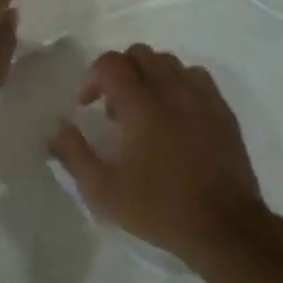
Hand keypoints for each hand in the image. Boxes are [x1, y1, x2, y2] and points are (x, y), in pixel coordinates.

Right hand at [48, 44, 273, 263]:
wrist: (225, 228)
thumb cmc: (159, 209)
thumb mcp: (104, 191)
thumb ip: (74, 154)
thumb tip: (57, 128)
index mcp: (141, 106)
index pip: (112, 63)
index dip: (93, 77)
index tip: (87, 105)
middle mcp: (171, 92)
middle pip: (141, 54)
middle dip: (120, 71)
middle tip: (113, 105)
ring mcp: (202, 99)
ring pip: (170, 62)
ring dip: (150, 75)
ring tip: (144, 108)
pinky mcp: (223, 111)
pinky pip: (197, 77)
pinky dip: (179, 84)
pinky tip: (175, 113)